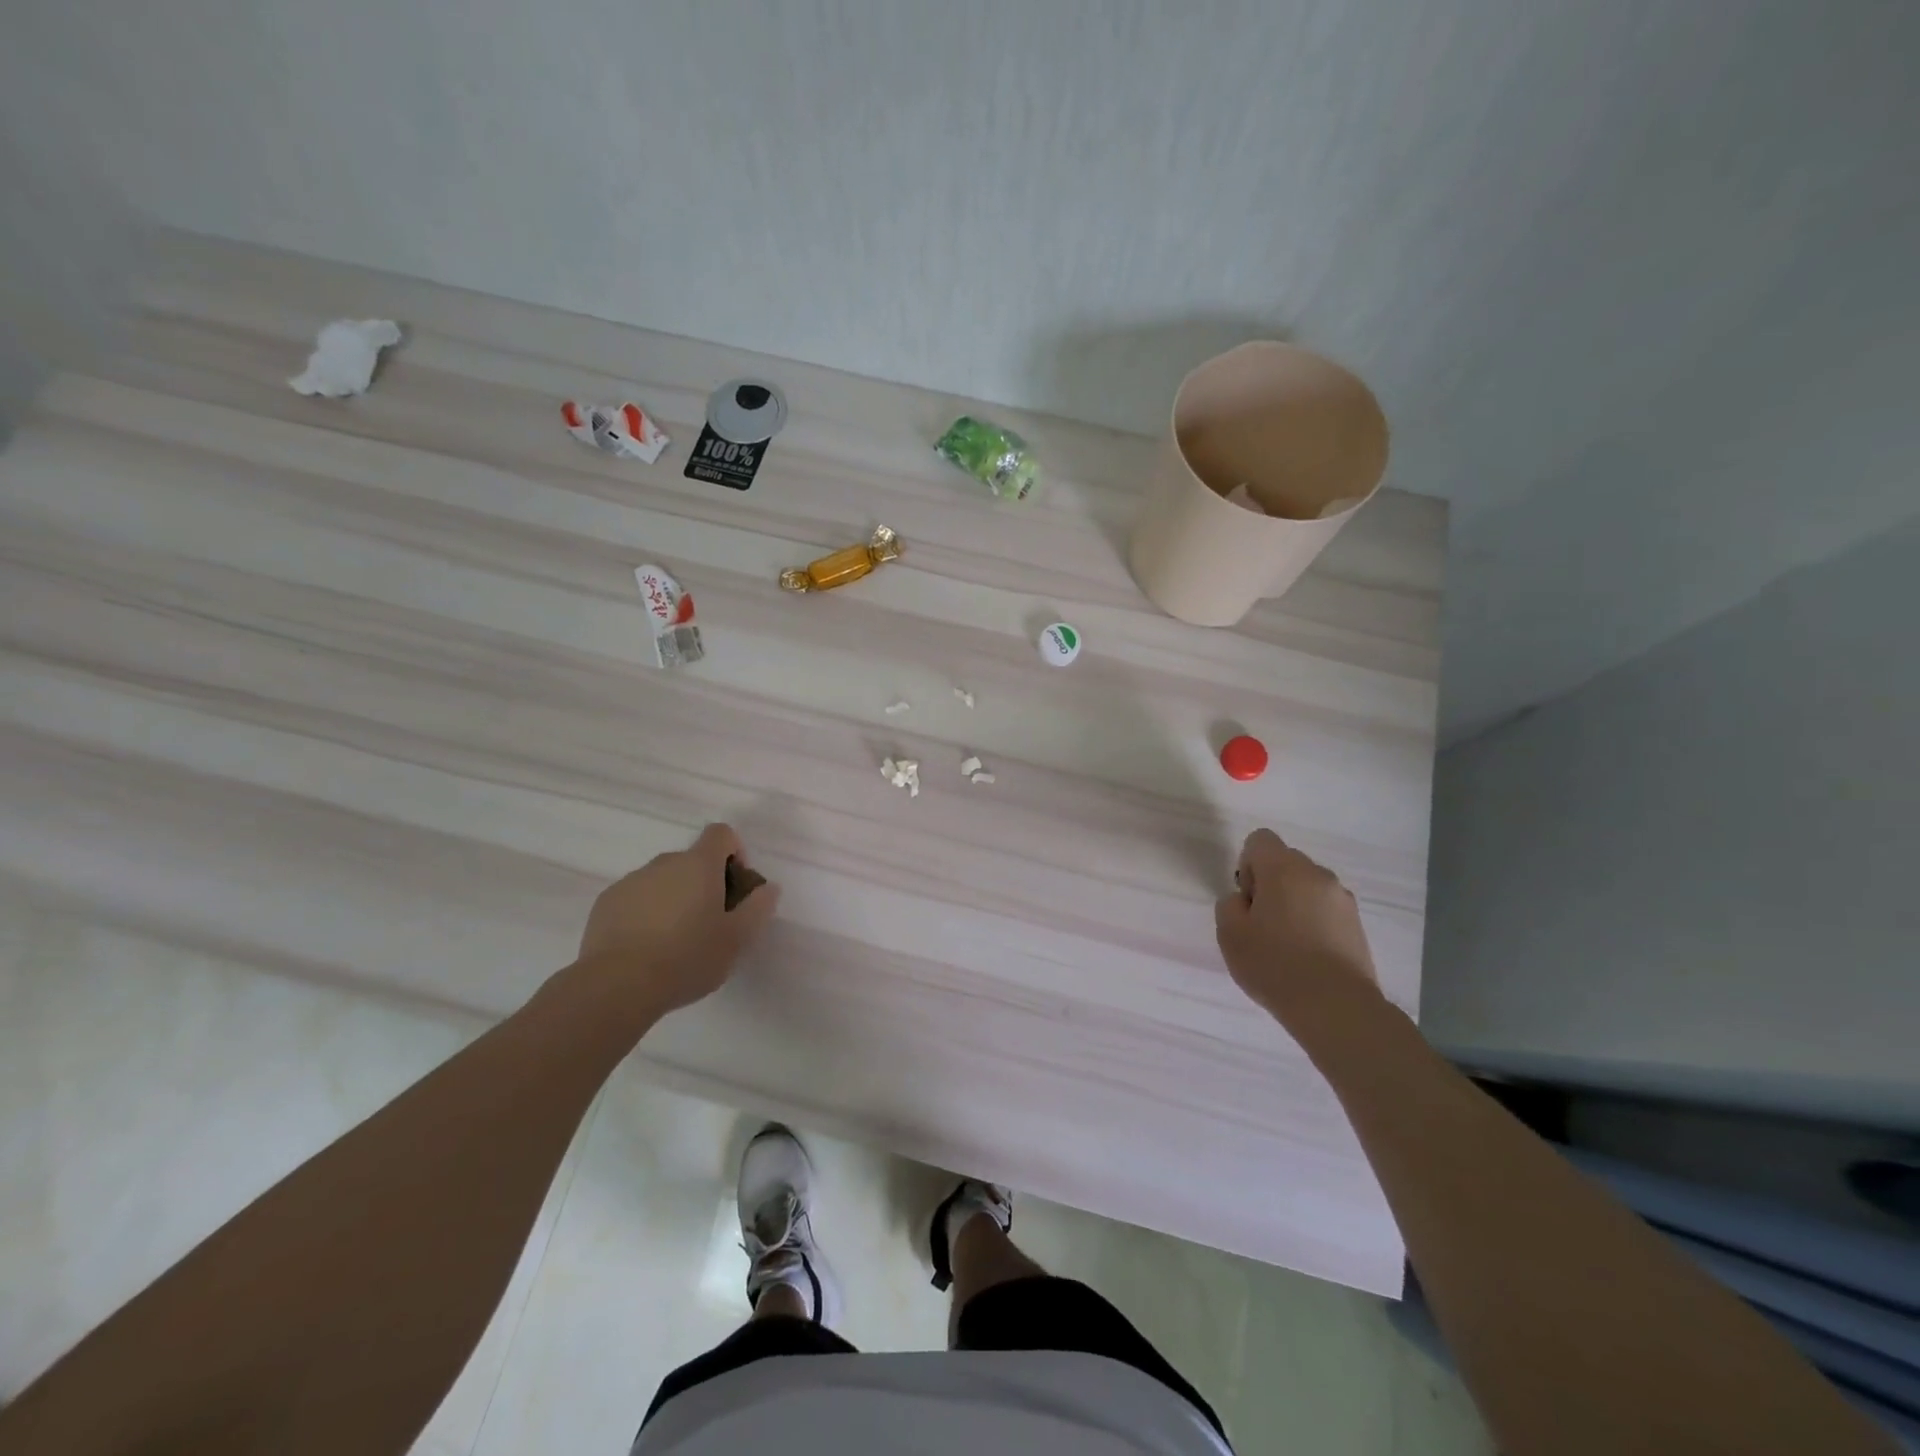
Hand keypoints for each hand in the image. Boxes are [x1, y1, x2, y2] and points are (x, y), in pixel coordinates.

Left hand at [573, 823, 780, 1021]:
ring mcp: (631, 881)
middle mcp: (664, 863)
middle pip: (692, 860)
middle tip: (709, 923)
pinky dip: (646, 913)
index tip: (735, 887)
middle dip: (704, 883)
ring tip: (674, 942)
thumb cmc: (687, 958)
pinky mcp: (606, 903)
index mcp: (699, 865)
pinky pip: (636, 898)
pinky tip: (645, 948)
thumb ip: (758, 907)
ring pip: (662, 880)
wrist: (617, 986)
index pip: (721, 834)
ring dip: (674, 898)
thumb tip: (768, 887)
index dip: (734, 852)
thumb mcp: (737, 939)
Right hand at [1215, 828, 1377, 1020]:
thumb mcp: (1230, 933)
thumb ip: (1230, 905)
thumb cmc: (1274, 964)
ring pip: (1308, 887)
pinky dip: (1314, 922)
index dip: (1247, 865)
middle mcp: (1317, 874)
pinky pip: (1326, 910)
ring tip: (1287, 944)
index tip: (1248, 900)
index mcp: (1284, 869)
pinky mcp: (1358, 925)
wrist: (1336, 1007)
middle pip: (1286, 862)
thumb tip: (1245, 900)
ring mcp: (1342, 899)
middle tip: (1262, 924)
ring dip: (1294, 903)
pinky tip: (1308, 956)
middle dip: (1271, 884)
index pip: (1260, 840)